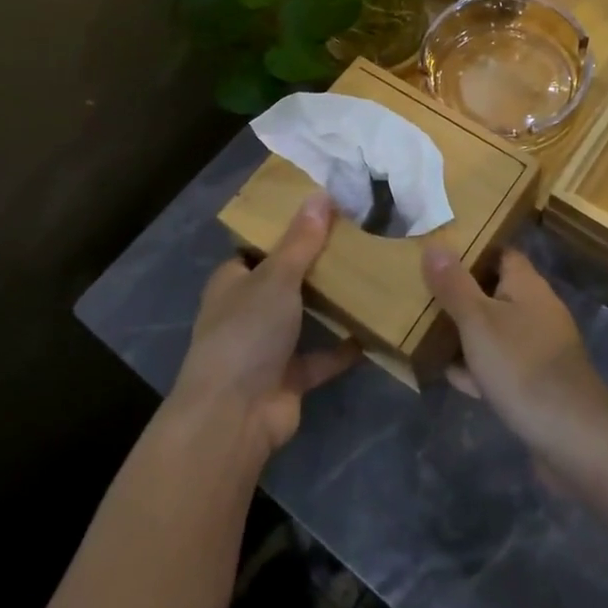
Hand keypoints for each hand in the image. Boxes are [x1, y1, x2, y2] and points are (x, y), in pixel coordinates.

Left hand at [174, 192, 359, 455]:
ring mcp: (266, 347)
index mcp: (233, 282)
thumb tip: (320, 193)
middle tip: (357, 241)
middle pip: (284, 281)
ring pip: (303, 318)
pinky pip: (321, 357)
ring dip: (330, 306)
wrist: (235, 415)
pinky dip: (343, 349)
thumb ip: (301, 240)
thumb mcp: (276, 277)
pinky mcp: (288, 378)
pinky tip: (374, 330)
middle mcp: (246, 311)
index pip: (258, 248)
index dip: (286, 231)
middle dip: (315, 266)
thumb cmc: (247, 332)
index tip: (324, 213)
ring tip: (370, 277)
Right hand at [422, 246, 607, 470]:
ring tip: (428, 333)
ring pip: (496, 330)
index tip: (439, 255)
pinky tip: (453, 376)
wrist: (570, 433)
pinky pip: (502, 364)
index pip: (501, 253)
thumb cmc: (520, 365)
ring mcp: (539, 347)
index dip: (472, 251)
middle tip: (423, 295)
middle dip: (462, 296)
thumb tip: (435, 245)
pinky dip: (479, 367)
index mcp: (527, 285)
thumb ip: (454, 285)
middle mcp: (537, 310)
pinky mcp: (537, 381)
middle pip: (495, 292)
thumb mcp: (477, 320)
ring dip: (467, 334)